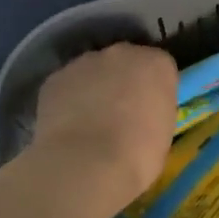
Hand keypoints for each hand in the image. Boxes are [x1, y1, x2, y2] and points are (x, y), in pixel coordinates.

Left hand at [32, 43, 176, 205]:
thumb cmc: (138, 155)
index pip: (160, 68)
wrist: (86, 164)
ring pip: (92, 72)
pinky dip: (68, 101)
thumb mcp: (164, 132)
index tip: (150, 110)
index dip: (154, 89)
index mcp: (157, 65)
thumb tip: (140, 114)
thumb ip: (153, 110)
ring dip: (93, 89)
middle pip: (125, 62)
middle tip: (120, 114)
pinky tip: (67, 127)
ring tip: (89, 123)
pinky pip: (66, 86)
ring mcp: (84, 62)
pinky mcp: (55, 78)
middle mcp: (122, 53)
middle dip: (123, 82)